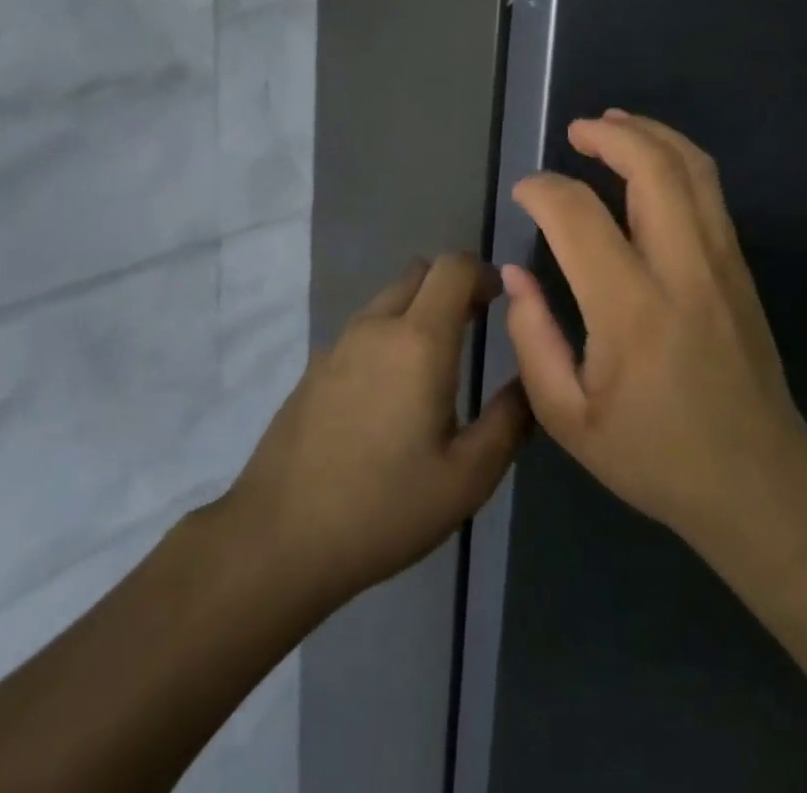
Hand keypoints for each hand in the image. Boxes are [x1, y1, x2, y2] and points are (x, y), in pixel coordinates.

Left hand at [226, 254, 529, 608]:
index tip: (501, 301)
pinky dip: (389, 334)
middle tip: (475, 326)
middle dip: (453, 287)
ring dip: (419, 309)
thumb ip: (509, 421)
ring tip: (436, 364)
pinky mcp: (315, 367)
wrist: (278, 538)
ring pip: (389, 298)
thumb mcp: (467, 478)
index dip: (483, 272)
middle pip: (421, 273)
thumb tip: (529, 381)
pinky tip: (390, 393)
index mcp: (419, 340)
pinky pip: (363, 328)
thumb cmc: (384, 507)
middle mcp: (377, 326)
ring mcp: (339, 343)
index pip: (454, 266)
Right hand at [503, 112, 806, 555]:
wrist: (760, 479)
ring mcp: (720, 261)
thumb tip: (517, 273)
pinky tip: (649, 158)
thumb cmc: (655, 455)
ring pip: (690, 167)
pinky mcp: (738, 264)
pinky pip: (708, 188)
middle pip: (652, 168)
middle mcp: (682, 271)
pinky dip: (675, 155)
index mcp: (631, 313)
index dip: (543, 191)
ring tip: (611, 123)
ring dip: (648, 133)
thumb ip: (533, 340)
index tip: (524, 193)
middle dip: (608, 135)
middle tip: (573, 131)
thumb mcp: (569, 420)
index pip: (580, 218)